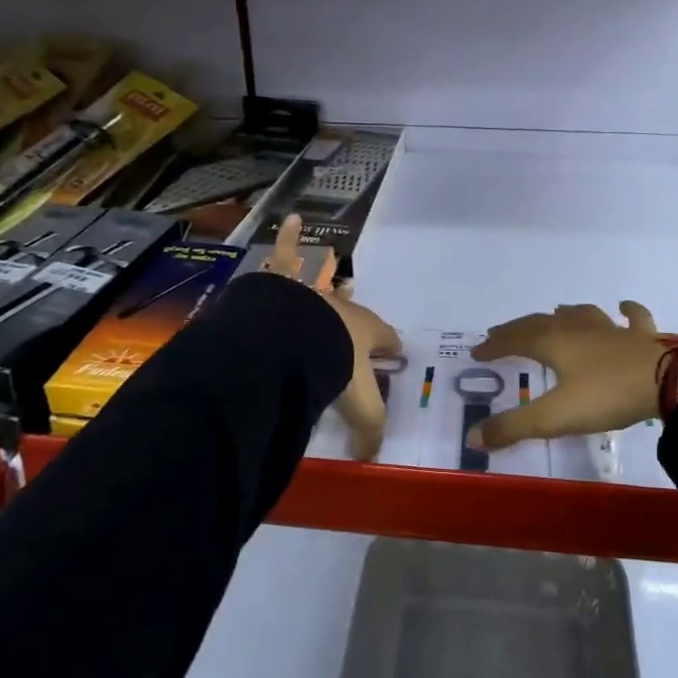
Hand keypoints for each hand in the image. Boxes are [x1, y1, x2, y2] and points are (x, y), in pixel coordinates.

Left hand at [260, 216, 402, 460]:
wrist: (293, 344)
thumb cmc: (333, 370)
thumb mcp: (359, 405)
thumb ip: (369, 431)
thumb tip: (372, 458)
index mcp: (365, 332)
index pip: (386, 337)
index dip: (391, 346)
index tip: (393, 354)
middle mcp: (342, 307)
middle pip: (354, 309)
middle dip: (355, 314)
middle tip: (353, 320)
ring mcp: (313, 293)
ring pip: (323, 282)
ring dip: (325, 275)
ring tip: (328, 264)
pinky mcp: (283, 284)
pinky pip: (286, 255)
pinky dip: (288, 238)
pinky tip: (290, 219)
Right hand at [469, 303, 677, 451]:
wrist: (670, 380)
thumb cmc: (607, 395)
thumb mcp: (555, 416)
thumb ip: (514, 427)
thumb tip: (473, 437)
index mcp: (554, 343)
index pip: (516, 339)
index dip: (496, 345)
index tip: (478, 351)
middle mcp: (579, 329)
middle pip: (542, 323)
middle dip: (519, 328)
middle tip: (503, 332)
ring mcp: (613, 329)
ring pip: (582, 315)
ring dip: (565, 314)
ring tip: (556, 312)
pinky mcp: (643, 336)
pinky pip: (632, 318)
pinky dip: (625, 311)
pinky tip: (623, 306)